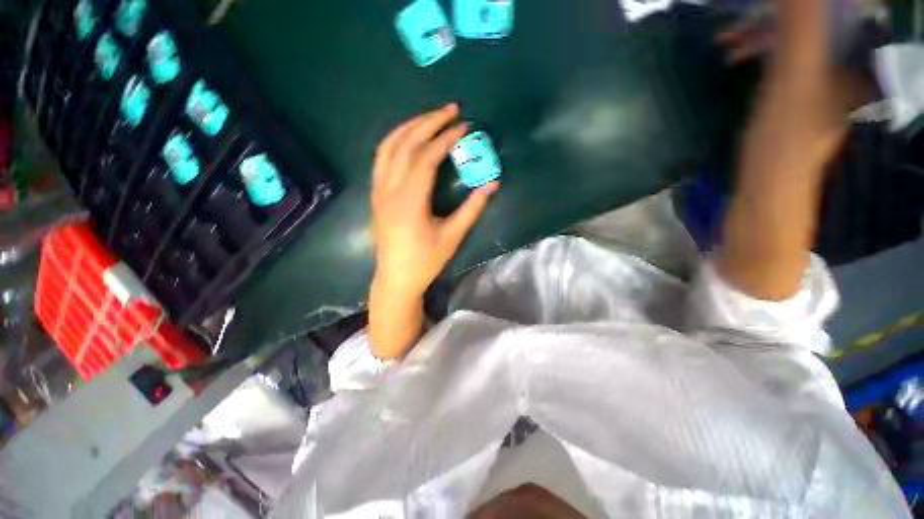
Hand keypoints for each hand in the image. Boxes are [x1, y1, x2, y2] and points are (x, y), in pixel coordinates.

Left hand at [371, 104, 498, 297]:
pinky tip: (408, 137)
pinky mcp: (376, 194)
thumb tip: (493, 183)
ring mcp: (379, 190)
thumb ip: (473, 208)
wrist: (396, 277)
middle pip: (406, 144)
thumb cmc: (425, 260)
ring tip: (430, 117)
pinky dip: (395, 141)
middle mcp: (390, 189)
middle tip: (450, 110)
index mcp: (409, 200)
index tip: (464, 126)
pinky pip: (381, 158)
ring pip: (389, 146)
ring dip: (410, 127)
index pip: (426, 157)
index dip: (446, 138)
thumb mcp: (452, 236)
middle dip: (429, 122)